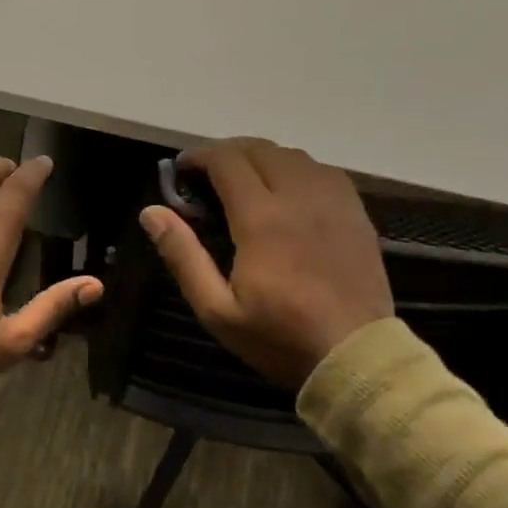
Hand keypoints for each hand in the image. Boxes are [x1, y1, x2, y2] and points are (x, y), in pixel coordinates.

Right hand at [139, 138, 393, 388]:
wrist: (356, 358)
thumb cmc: (279, 337)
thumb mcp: (216, 309)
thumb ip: (183, 256)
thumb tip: (151, 211)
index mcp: (261, 218)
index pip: (227, 161)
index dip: (199, 156)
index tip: (182, 169)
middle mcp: (299, 197)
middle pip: (260, 149)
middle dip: (228, 152)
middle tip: (208, 174)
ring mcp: (333, 202)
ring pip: (293, 156)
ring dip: (262, 158)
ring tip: (246, 180)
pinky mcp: (356, 214)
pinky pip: (323, 172)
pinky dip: (297, 170)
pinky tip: (289, 192)